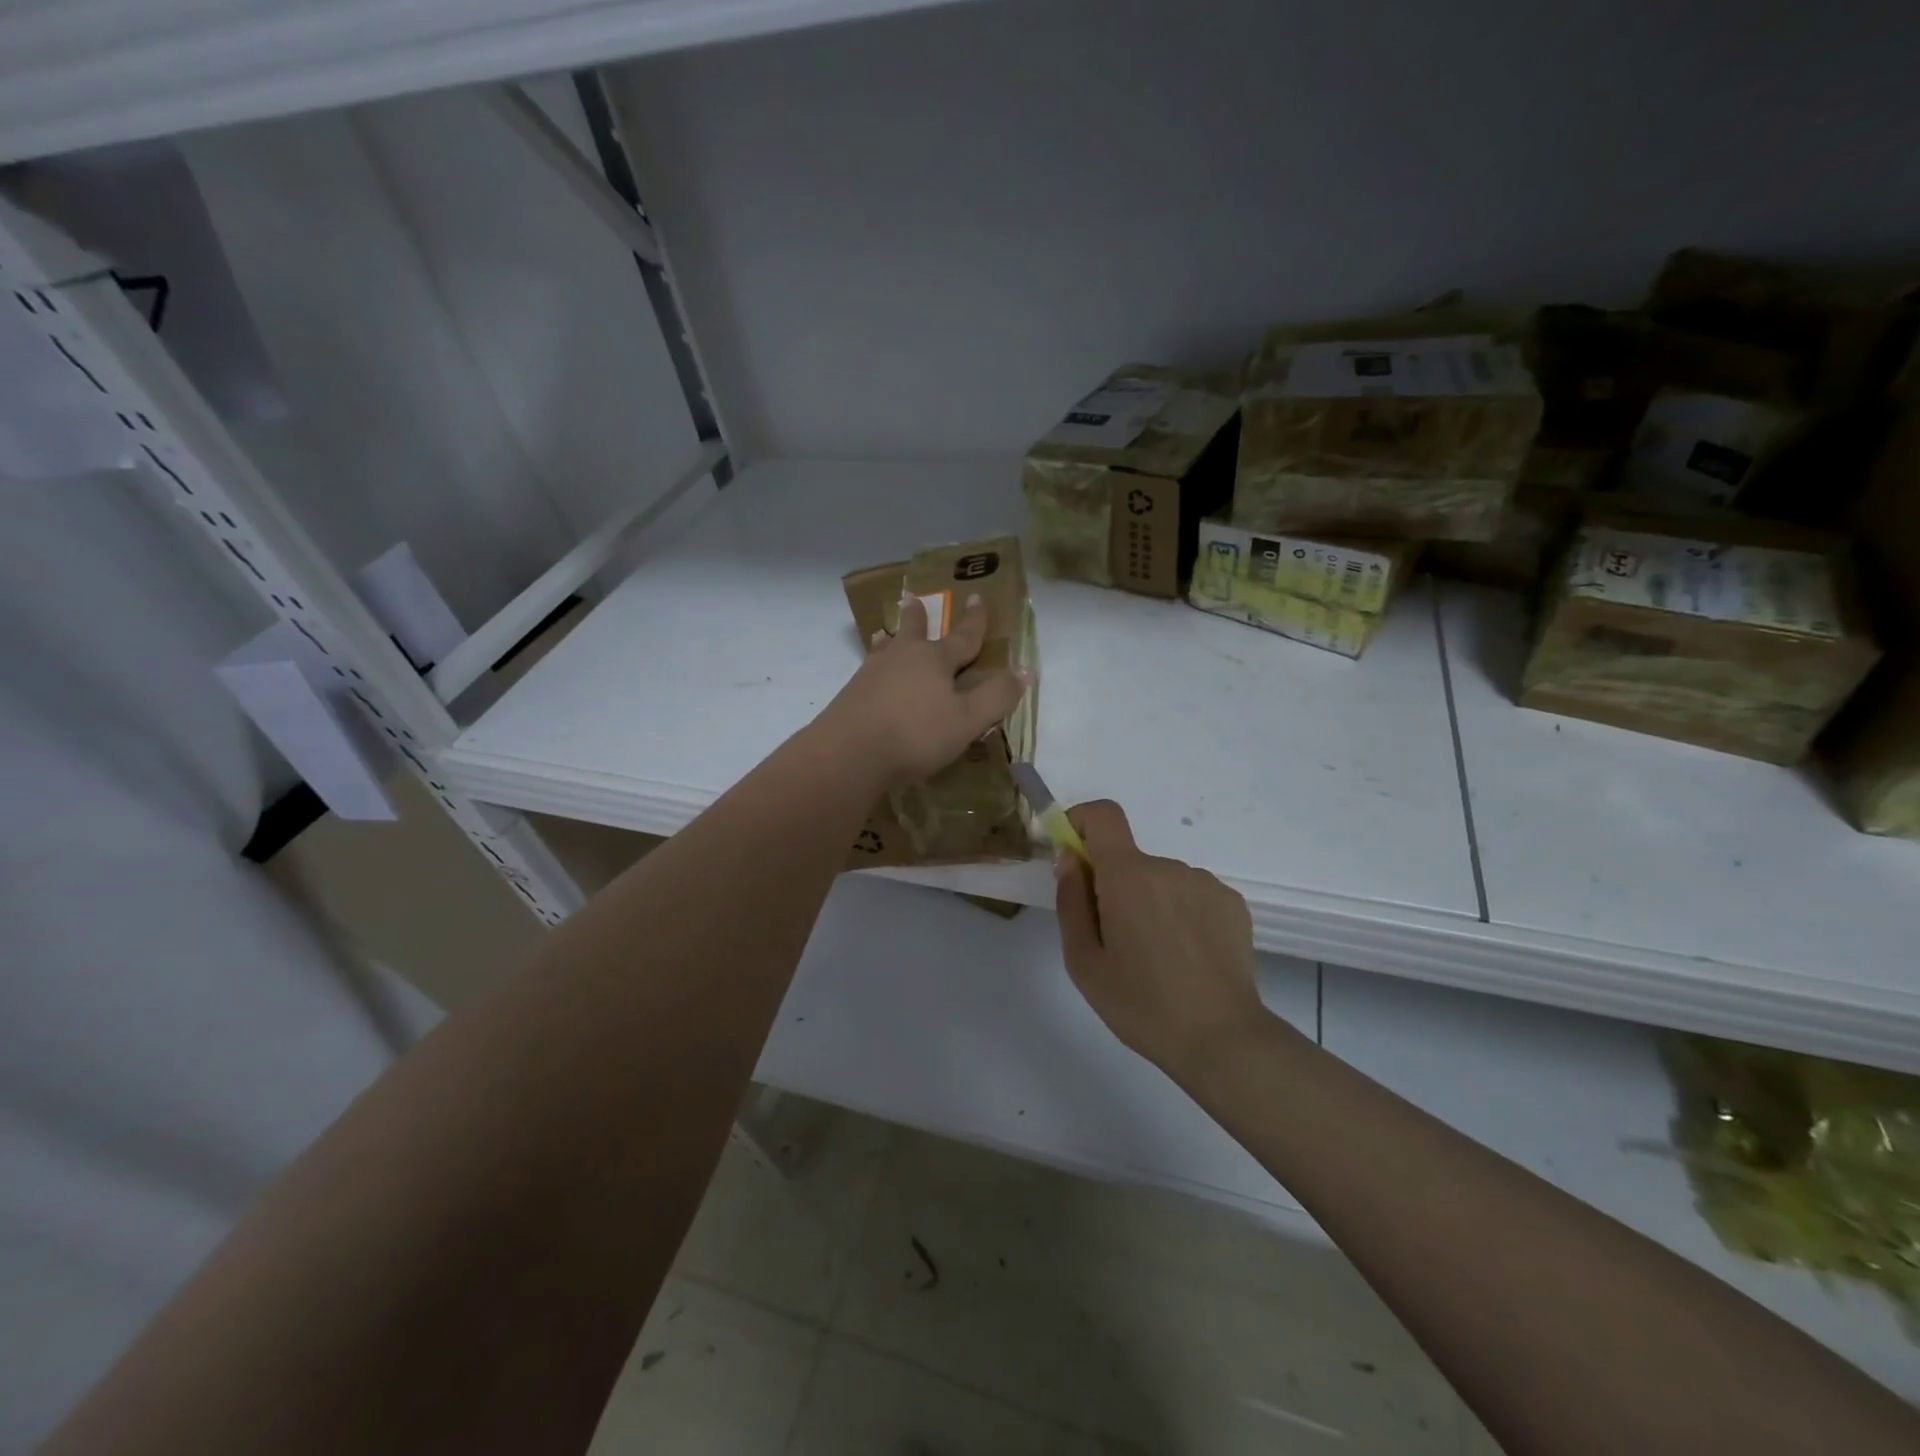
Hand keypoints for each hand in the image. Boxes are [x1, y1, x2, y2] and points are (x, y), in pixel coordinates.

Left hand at [818, 593, 1028, 787]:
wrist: (849, 753)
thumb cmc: (916, 733)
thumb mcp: (967, 720)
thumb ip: (996, 696)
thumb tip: (1024, 670)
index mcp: (935, 660)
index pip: (962, 637)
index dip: (974, 621)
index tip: (976, 597)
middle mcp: (902, 658)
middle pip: (913, 632)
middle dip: (918, 618)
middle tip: (913, 599)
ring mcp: (871, 675)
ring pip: (885, 650)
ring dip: (889, 639)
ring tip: (883, 633)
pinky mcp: (850, 696)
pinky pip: (868, 673)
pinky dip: (873, 668)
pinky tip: (868, 678)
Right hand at [1055, 801, 1268, 1076]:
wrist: (1223, 1039)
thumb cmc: (1141, 1004)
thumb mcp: (1084, 961)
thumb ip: (1070, 901)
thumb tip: (1069, 858)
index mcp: (1128, 876)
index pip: (1104, 814)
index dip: (1082, 822)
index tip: (1073, 856)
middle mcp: (1169, 867)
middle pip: (1129, 859)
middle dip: (1114, 886)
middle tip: (1116, 941)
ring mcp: (1205, 883)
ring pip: (1161, 880)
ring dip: (1149, 903)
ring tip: (1157, 958)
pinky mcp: (1232, 903)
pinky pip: (1191, 895)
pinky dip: (1180, 914)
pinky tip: (1187, 958)